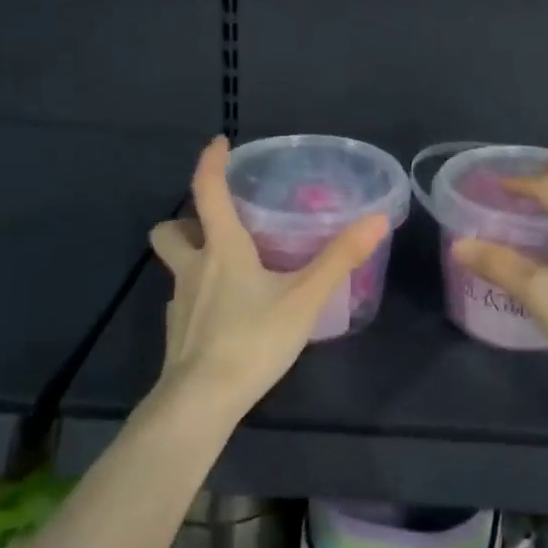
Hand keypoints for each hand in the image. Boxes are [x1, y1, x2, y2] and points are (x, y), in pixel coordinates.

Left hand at [148, 136, 388, 416]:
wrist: (201, 403)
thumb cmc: (252, 339)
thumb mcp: (305, 297)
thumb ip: (341, 258)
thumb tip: (378, 218)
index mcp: (221, 249)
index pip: (207, 191)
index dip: (211, 163)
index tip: (218, 143)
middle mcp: (193, 269)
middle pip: (169, 230)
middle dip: (185, 219)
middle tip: (217, 222)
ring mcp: (179, 303)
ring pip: (175, 267)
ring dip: (192, 257)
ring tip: (227, 267)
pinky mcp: (177, 334)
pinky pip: (184, 301)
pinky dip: (199, 296)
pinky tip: (225, 313)